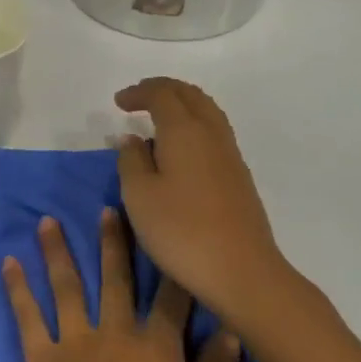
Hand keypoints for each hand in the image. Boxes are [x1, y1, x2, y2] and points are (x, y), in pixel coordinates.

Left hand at [3, 209, 238, 361]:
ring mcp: (75, 341)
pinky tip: (8, 262)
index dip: (174, 267)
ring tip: (47, 220)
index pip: (171, 300)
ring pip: (68, 285)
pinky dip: (17, 287)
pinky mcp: (41, 357)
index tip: (172, 234)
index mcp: (156, 349)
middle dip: (114, 242)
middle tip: (108, 208)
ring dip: (58, 251)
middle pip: (117, 279)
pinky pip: (28, 315)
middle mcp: (116, 333)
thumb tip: (232, 332)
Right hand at [114, 78, 300, 332]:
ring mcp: (230, 156)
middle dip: (162, 90)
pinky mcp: (239, 177)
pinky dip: (193, 126)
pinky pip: (214, 133)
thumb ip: (131, 160)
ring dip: (181, 106)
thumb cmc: (181, 230)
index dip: (139, 92)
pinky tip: (180, 150)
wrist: (242, 271)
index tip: (118, 102)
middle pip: (190, 95)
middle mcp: (211, 134)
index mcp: (184, 131)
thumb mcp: (139, 195)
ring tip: (158, 120)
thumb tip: (133, 139)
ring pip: (207, 112)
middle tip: (138, 99)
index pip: (162, 94)